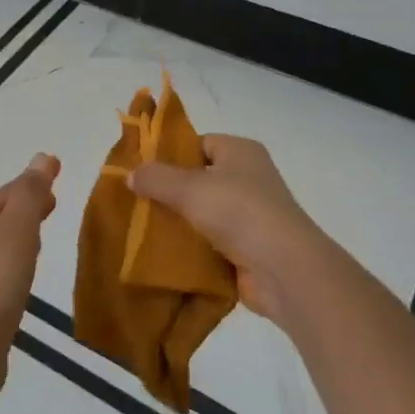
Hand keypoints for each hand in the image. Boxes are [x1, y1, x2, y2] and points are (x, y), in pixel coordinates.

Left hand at [0, 153, 60, 402]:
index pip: (7, 193)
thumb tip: (42, 156)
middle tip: (55, 199)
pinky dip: (20, 259)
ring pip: (2, 242)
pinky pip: (4, 269)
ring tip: (45, 230)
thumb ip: (30, 194)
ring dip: (23, 231)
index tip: (57, 170)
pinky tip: (28, 272)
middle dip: (27, 204)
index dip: (32, 181)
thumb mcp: (16, 230)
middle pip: (1, 215)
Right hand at [128, 135, 331, 321]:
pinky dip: (189, 247)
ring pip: (201, 212)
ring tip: (141, 227)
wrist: (284, 270)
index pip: (199, 143)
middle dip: (168, 191)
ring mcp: (249, 215)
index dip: (170, 154)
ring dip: (177, 221)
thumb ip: (156, 178)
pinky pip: (209, 241)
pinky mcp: (246, 248)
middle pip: (198, 179)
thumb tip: (131, 174)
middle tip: (135, 200)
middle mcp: (248, 179)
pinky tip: (162, 252)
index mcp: (240, 152)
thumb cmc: (239, 212)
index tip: (142, 170)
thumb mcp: (190, 188)